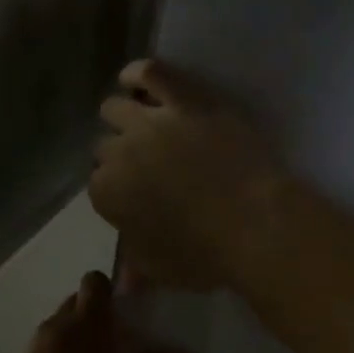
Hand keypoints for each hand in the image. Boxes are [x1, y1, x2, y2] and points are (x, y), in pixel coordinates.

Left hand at [0, 271, 197, 352]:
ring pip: (61, 331)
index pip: (96, 282)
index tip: (130, 307)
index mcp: (89, 319)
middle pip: (77, 304)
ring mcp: (36, 347)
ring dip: (78, 342)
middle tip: (121, 342)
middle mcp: (60, 324)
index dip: (112, 288)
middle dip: (96, 316)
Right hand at [92, 59, 286, 289]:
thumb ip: (136, 265)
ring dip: (122, 118)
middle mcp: (118, 153)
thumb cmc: (206, 254)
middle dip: (118, 155)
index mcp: (107, 194)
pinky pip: (150, 72)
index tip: (133, 196)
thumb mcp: (162, 270)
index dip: (115, 190)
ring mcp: (150, 121)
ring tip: (139, 124)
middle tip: (143, 165)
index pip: (97, 185)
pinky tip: (135, 80)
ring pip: (115, 108)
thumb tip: (124, 281)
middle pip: (104, 146)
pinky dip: (138, 74)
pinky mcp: (185, 99)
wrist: (256, 223)